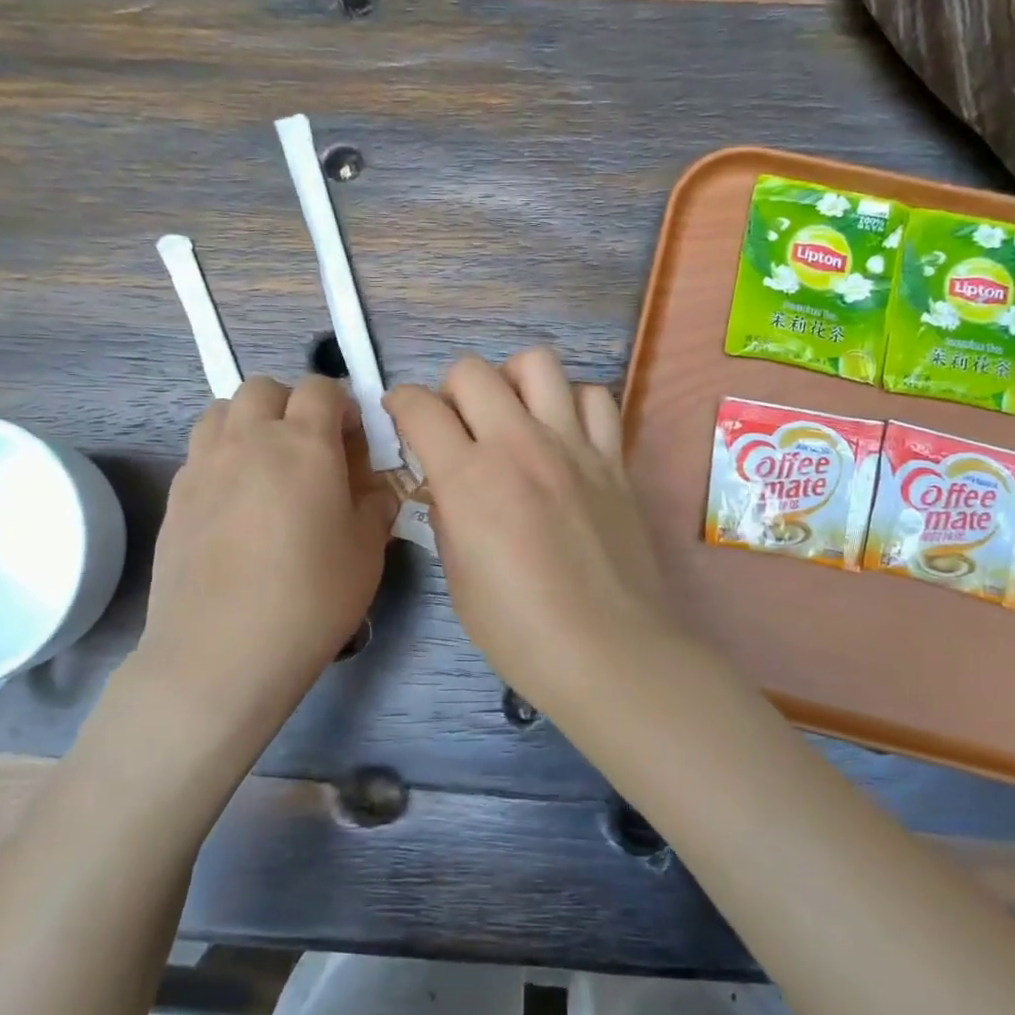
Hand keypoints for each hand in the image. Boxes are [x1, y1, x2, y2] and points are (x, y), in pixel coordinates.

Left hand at [132, 375, 397, 718]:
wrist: (222, 651)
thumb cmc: (311, 597)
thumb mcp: (367, 551)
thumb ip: (376, 505)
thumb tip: (373, 489)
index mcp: (304, 444)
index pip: (322, 389)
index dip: (341, 405)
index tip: (352, 441)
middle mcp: (250, 440)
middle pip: (265, 388)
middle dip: (291, 404)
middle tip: (309, 448)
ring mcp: (204, 465)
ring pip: (223, 411)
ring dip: (250, 422)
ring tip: (267, 465)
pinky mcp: (176, 496)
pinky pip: (200, 451)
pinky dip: (222, 456)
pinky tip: (236, 502)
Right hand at [385, 349, 672, 705]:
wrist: (607, 651)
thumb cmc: (520, 631)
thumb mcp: (458, 578)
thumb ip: (447, 516)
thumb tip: (447, 485)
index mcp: (469, 479)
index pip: (419, 407)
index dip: (400, 405)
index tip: (402, 419)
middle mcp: (519, 445)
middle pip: (472, 371)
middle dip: (450, 390)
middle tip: (456, 425)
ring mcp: (573, 446)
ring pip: (538, 363)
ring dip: (512, 380)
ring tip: (512, 415)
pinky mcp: (613, 459)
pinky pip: (595, 398)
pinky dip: (573, 403)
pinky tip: (565, 433)